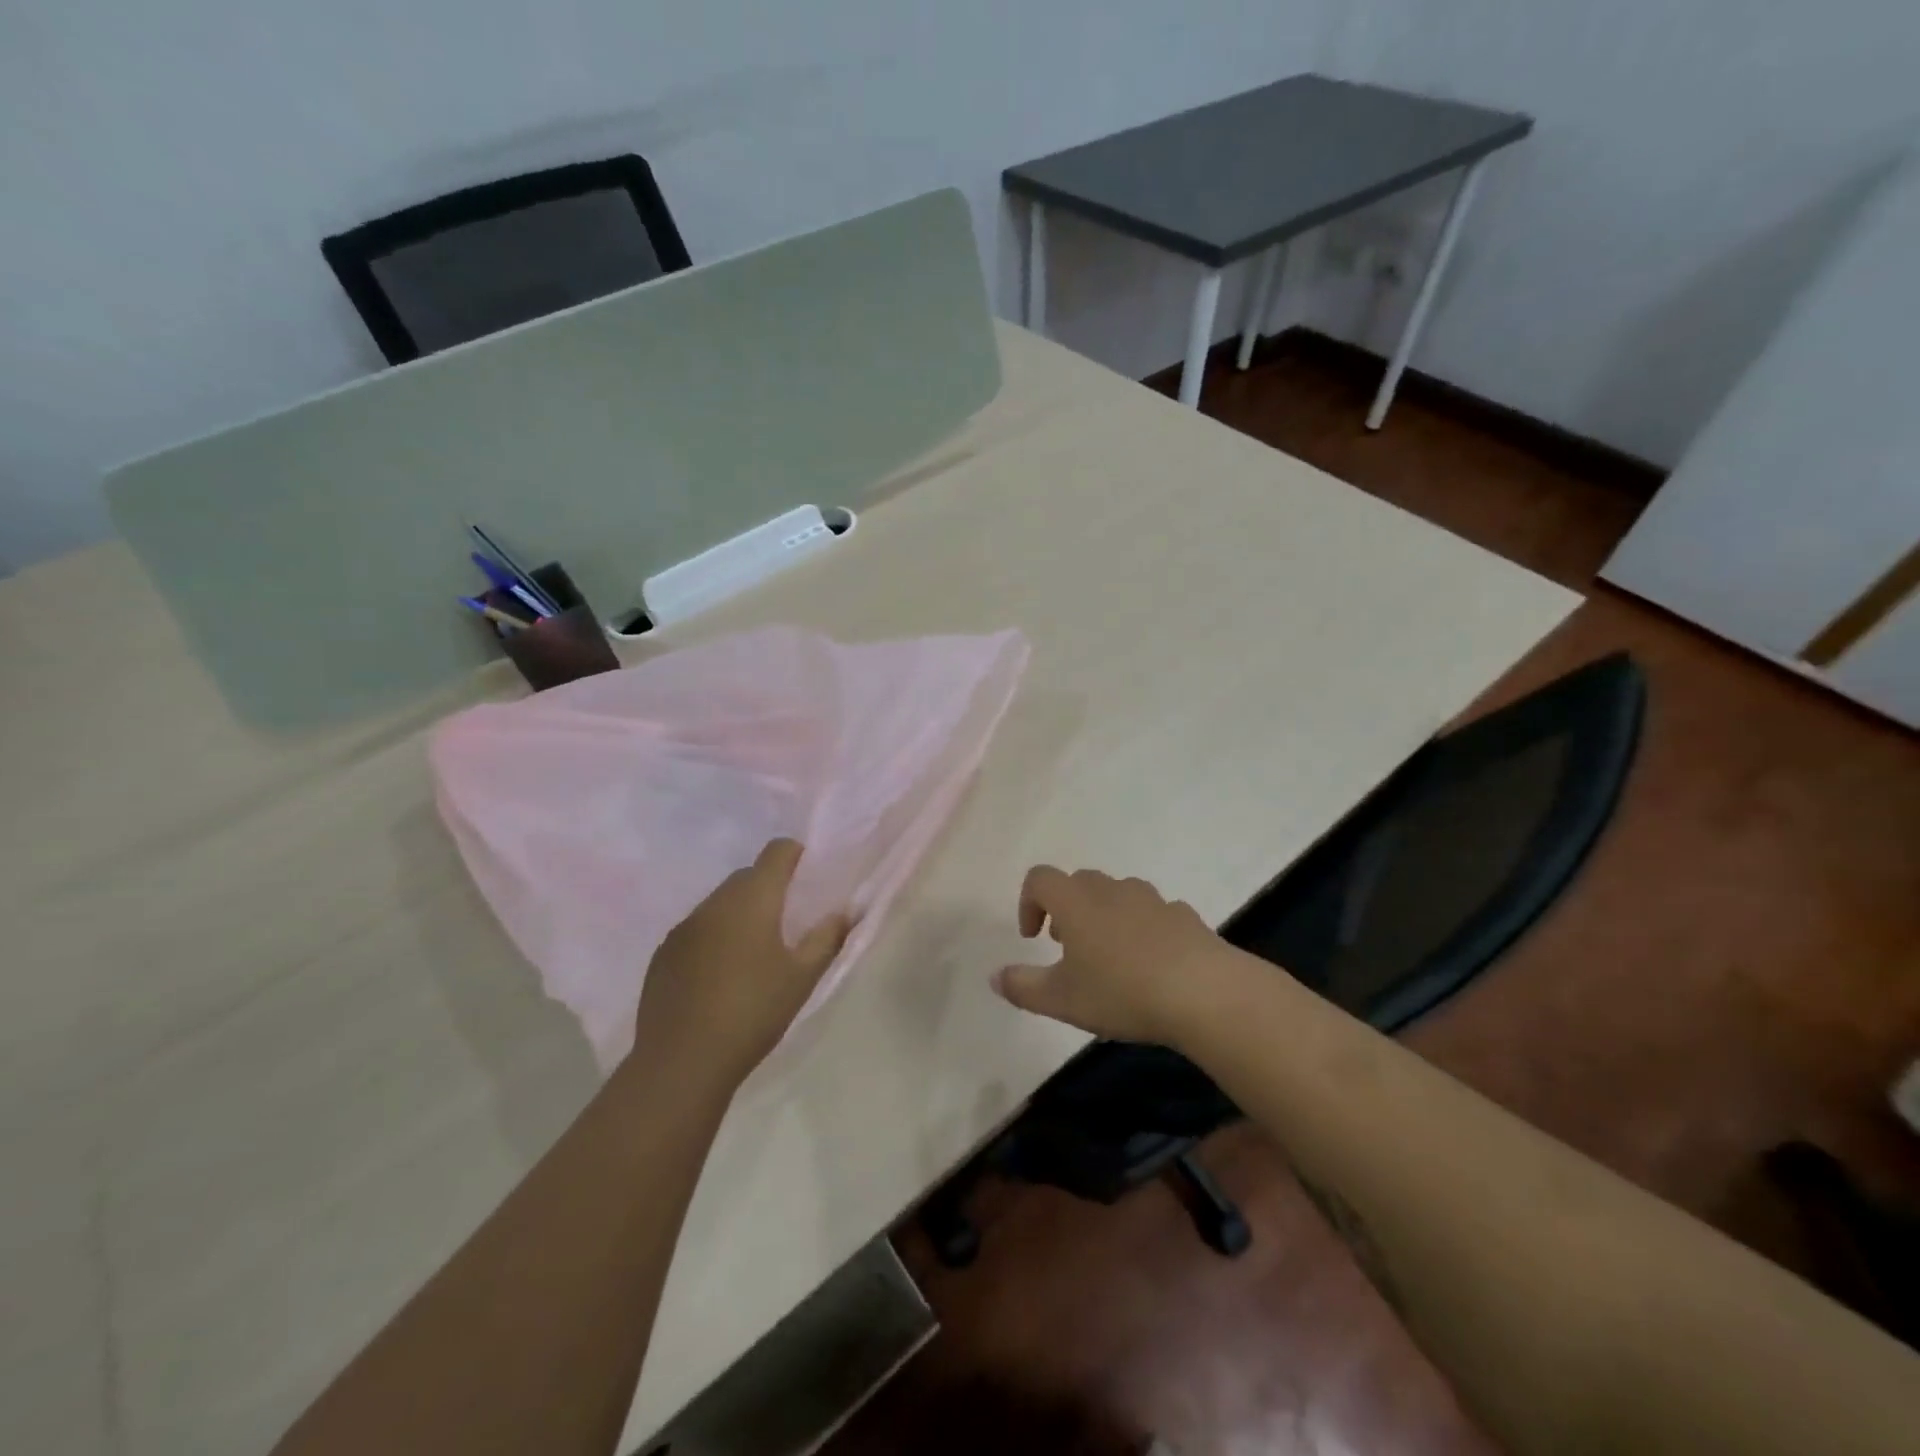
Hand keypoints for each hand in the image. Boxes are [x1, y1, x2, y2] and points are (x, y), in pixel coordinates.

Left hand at [632, 838, 850, 1090]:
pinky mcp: (662, 954)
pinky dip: (713, 937)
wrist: (682, 1062)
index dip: (795, 855)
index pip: (776, 853)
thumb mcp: (802, 978)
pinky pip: (696, 929)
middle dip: (768, 887)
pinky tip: (719, 976)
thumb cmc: (753, 1013)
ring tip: (753, 952)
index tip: (808, 877)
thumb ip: (827, 938)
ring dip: (739, 913)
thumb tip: (845, 911)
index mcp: (752, 900)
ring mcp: (683, 928)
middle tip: (786, 921)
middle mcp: (714, 903)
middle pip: (746, 876)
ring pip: (719, 903)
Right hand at [993, 866, 1234, 1045]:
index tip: (1033, 937)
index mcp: (1076, 902)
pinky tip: (1151, 964)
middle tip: (1068, 948)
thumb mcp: (1062, 1000)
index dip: (1028, 902)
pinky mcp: (1183, 915)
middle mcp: (1111, 889)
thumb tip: (994, 977)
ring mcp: (1151, 899)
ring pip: (1117, 894)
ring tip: (1110, 957)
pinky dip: (1142, 928)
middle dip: (1066, 909)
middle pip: (1079, 882)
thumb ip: (1022, 987)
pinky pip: (1152, 913)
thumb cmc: (1121, 992)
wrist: (1204, 992)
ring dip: (1104, 915)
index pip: (1040, 878)